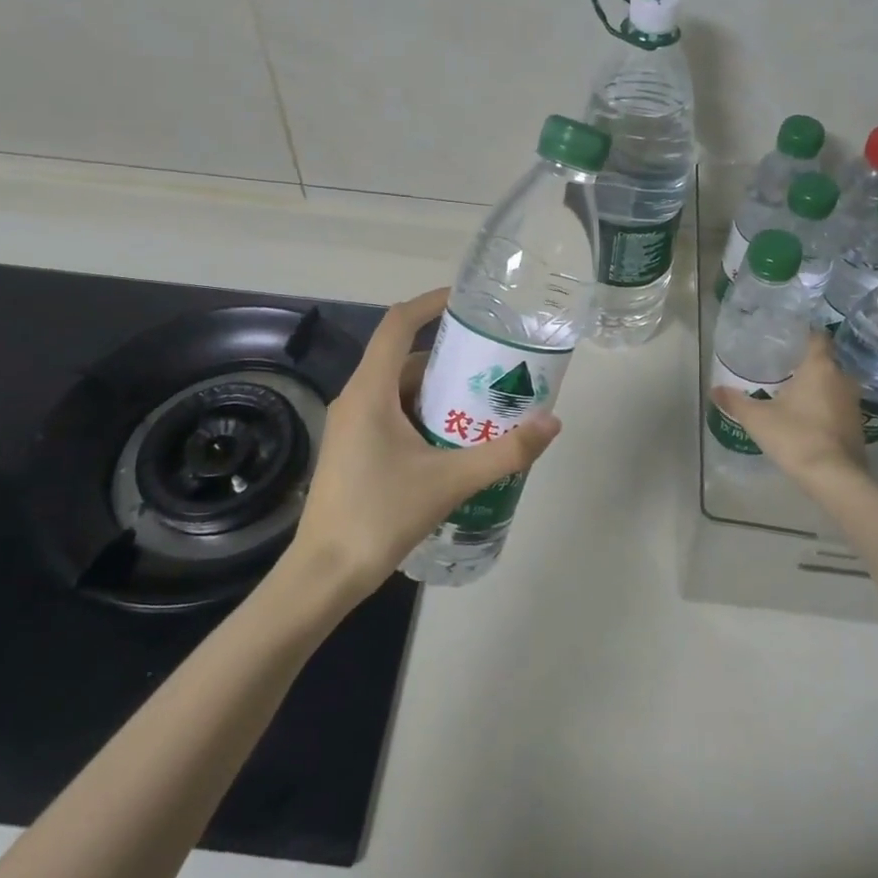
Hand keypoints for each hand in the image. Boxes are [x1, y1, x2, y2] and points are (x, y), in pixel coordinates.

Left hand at [289, 288, 561, 597]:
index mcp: (370, 392)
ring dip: (440, 392)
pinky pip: (392, 416)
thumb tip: (553, 422)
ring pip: (400, 391)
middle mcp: (356, 399)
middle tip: (493, 366)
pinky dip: (425, 416)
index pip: (398, 325)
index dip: (430, 303)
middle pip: (406, 360)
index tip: (467, 302)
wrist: (324, 575)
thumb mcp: (450, 481)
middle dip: (450, 359)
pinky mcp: (353, 450)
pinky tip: (455, 442)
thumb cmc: (380, 516)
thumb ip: (505, 452)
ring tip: (484, 404)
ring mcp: (351, 427)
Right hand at [711, 332, 866, 483]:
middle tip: (782, 367)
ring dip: (817, 387)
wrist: (835, 477)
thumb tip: (714, 390)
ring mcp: (853, 403)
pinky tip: (807, 416)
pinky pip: (838, 405)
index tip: (787, 338)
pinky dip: (825, 406)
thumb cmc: (795, 436)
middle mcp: (842, 378)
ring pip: (833, 385)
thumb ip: (735, 401)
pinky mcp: (858, 425)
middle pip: (825, 361)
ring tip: (792, 392)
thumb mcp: (758, 419)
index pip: (818, 337)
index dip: (804, 335)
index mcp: (820, 367)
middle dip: (806, 364)